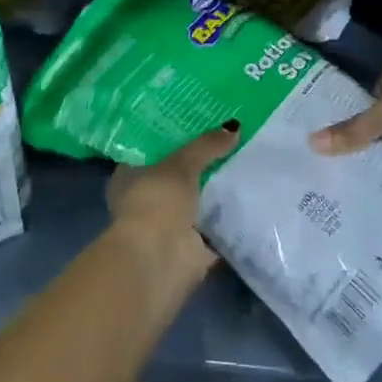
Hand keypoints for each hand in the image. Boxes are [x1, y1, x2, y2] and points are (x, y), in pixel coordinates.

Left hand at [105, 124, 240, 281]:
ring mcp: (168, 225)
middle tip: (230, 138)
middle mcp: (145, 199)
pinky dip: (229, 215)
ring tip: (247, 161)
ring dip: (216, 190)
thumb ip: (206, 146)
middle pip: (178, 175)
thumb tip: (234, 127)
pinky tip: (251, 194)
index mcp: (129, 176)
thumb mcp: (181, 164)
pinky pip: (214, 224)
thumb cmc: (156, 202)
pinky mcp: (190, 246)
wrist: (160, 259)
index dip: (176, 136)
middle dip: (201, 164)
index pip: (153, 149)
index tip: (201, 121)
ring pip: (196, 200)